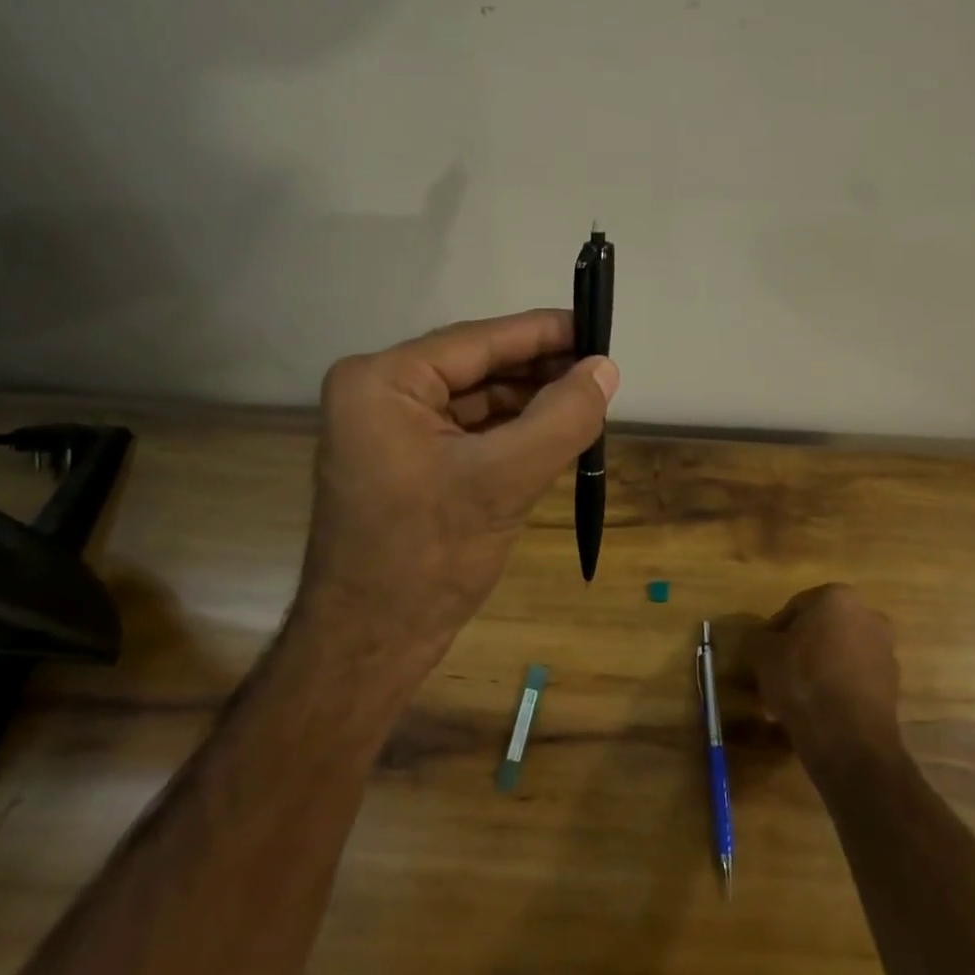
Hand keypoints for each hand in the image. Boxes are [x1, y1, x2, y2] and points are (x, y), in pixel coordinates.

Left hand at [294, 309, 618, 671]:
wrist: (369, 646)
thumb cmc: (427, 557)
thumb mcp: (503, 480)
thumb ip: (561, 418)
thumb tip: (605, 368)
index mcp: (383, 381)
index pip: (477, 341)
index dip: (542, 332)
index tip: (595, 327)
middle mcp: (379, 393)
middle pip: (475, 368)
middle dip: (537, 371)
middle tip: (600, 371)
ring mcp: (388, 429)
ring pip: (475, 401)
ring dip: (528, 402)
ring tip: (586, 401)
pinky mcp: (404, 461)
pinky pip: (466, 432)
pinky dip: (509, 431)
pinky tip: (552, 432)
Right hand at [744, 585, 901, 763]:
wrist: (848, 739)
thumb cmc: (802, 679)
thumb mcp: (762, 653)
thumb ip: (757, 638)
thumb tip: (760, 639)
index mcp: (838, 598)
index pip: (795, 608)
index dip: (774, 632)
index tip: (762, 655)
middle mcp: (868, 617)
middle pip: (820, 632)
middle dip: (798, 652)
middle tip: (776, 676)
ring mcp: (885, 652)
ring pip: (837, 657)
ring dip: (816, 672)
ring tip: (791, 701)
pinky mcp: (892, 687)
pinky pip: (852, 681)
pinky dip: (835, 690)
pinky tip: (815, 713)